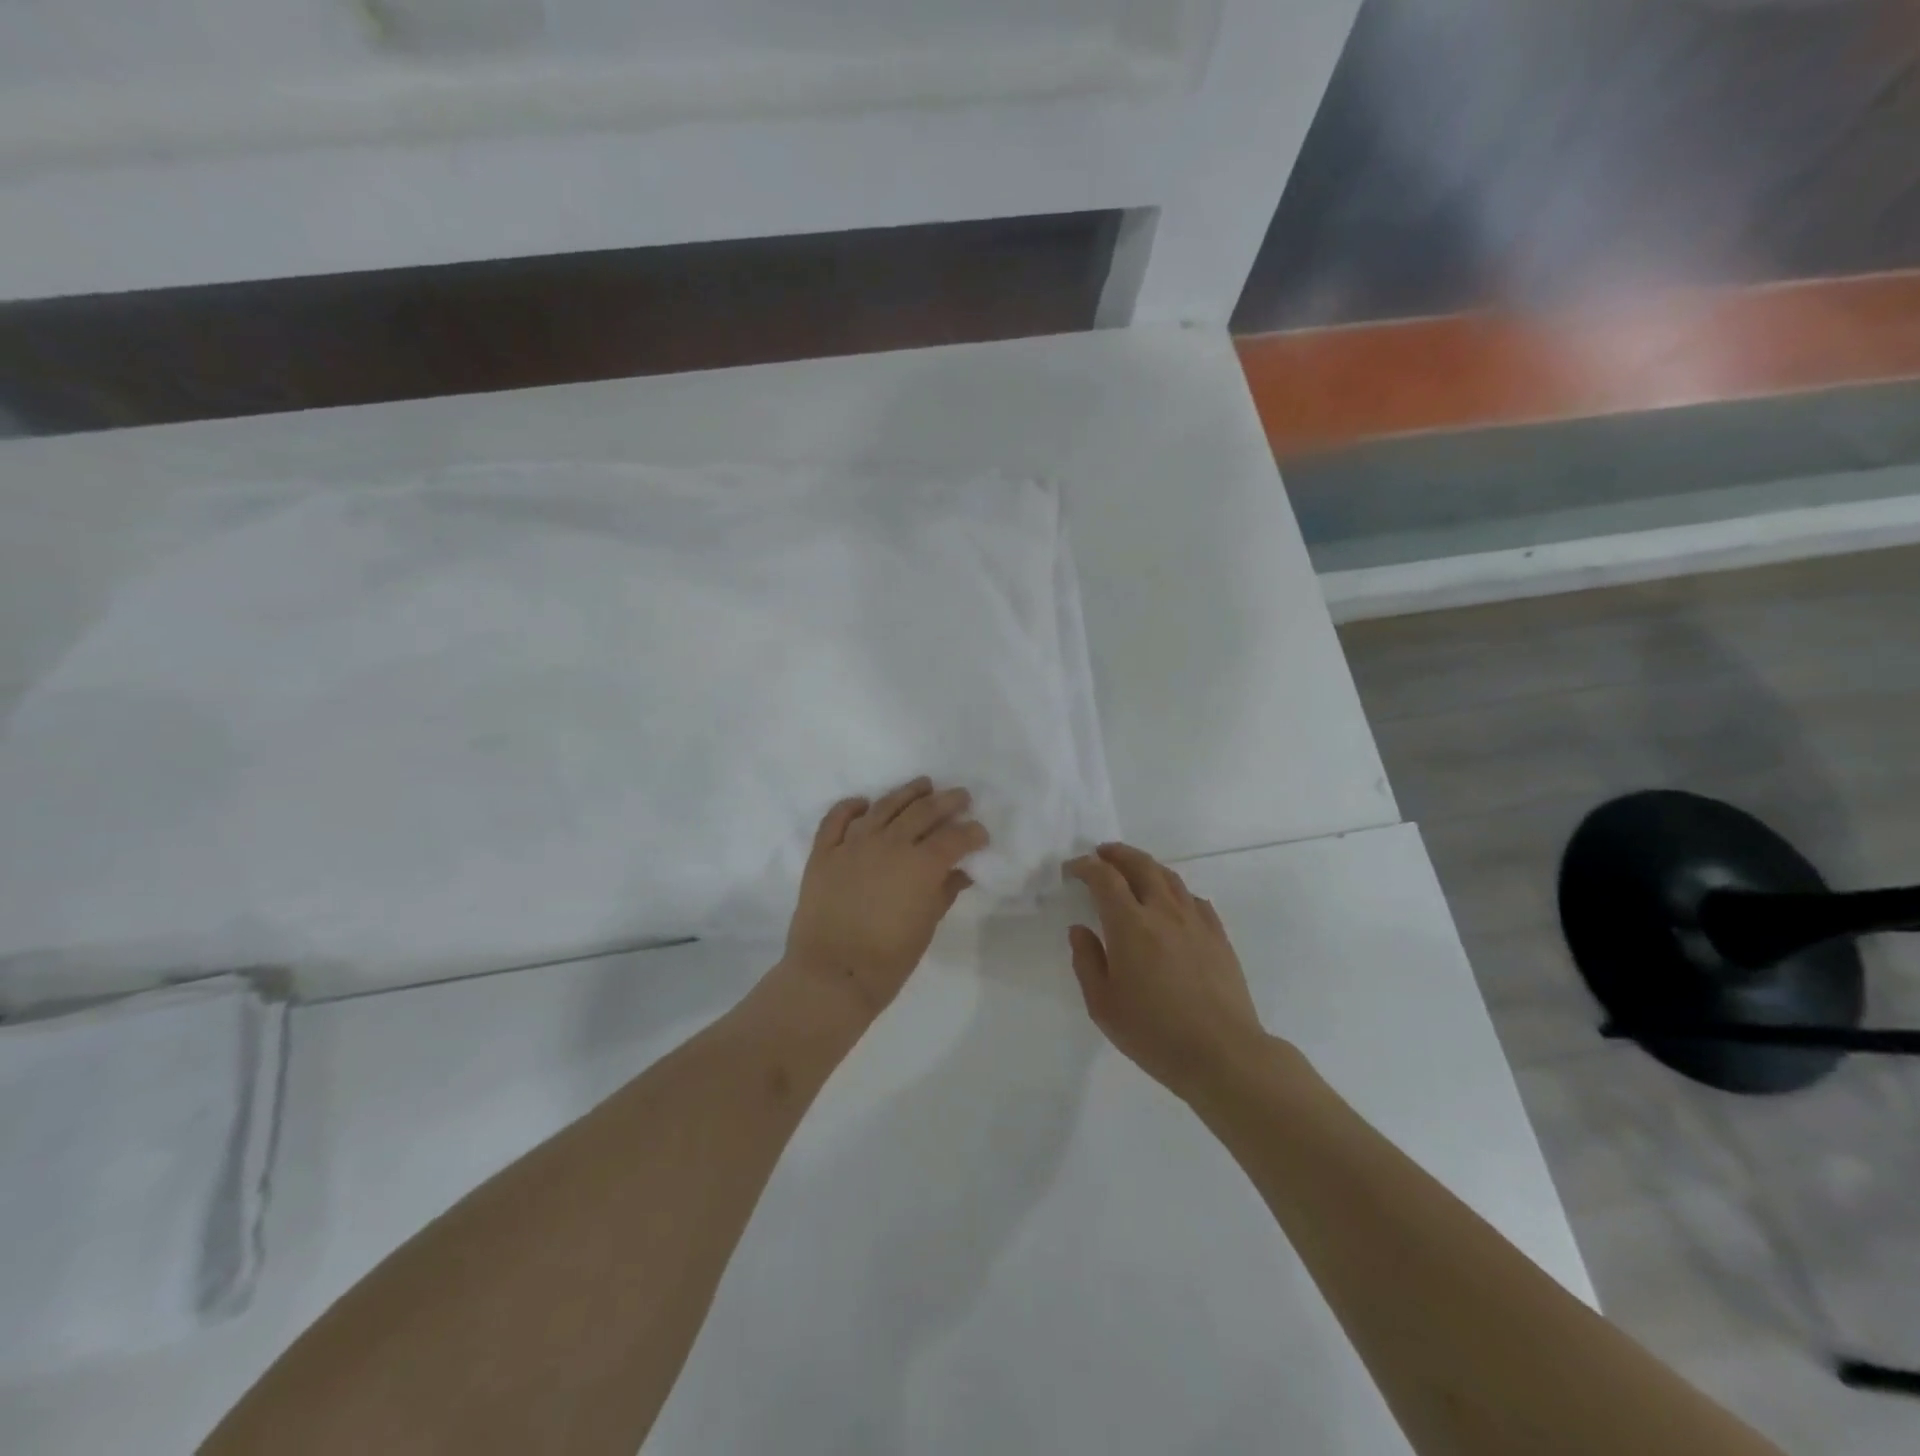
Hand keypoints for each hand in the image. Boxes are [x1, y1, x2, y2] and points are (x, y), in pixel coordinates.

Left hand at [782, 777, 987, 1021]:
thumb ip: (944, 892)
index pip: (954, 837)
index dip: (972, 832)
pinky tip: (863, 803)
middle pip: (923, 812)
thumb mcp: (926, 927)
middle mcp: (889, 844)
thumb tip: (960, 873)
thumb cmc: (888, 960)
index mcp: (920, 865)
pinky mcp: (824, 852)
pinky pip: (837, 819)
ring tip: (922, 785)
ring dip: (907, 793)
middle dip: (947, 802)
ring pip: (884, 806)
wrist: (831, 975)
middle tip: (960, 797)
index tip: (980, 834)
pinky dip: (851, 807)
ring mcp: (853, 845)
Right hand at [1064, 843, 1268, 1100]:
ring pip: (1170, 877)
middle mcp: (1163, 912)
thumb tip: (1080, 930)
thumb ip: (1087, 961)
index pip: (1104, 878)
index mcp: (1130, 925)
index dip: (1085, 867)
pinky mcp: (1218, 936)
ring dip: (1146, 866)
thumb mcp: (1103, 1005)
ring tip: (1133, 869)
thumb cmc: (1154, 1033)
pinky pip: (1194, 899)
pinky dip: (1175, 891)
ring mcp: (1195, 921)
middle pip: (1140, 865)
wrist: (1223, 1054)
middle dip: (1117, 854)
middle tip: (1102, 853)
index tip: (1072, 869)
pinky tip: (1172, 903)